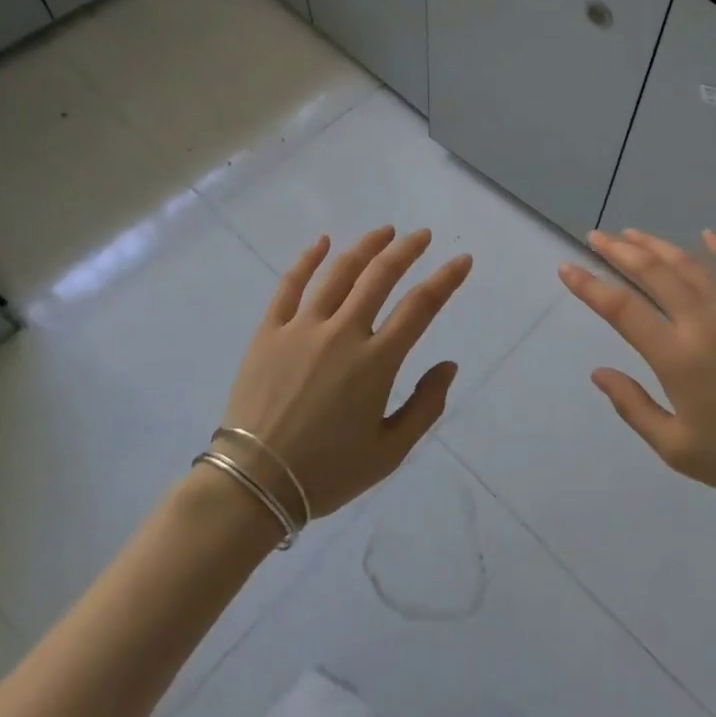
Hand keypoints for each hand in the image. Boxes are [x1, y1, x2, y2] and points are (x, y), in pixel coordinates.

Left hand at [217, 226, 471, 523]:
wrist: (253, 484)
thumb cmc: (327, 472)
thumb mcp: (389, 452)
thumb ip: (425, 406)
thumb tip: (449, 365)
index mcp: (376, 362)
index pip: (420, 307)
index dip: (445, 280)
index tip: (462, 260)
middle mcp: (342, 333)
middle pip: (380, 276)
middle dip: (406, 250)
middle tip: (422, 235)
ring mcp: (303, 328)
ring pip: (339, 273)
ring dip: (366, 247)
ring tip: (384, 231)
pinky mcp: (270, 331)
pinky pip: (290, 285)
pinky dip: (307, 259)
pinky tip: (322, 242)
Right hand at [559, 228, 715, 511]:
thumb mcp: (676, 449)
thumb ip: (633, 406)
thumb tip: (599, 372)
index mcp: (677, 357)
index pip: (622, 309)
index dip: (590, 286)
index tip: (567, 268)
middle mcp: (704, 324)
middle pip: (653, 273)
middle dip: (619, 251)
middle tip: (596, 236)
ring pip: (690, 266)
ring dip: (658, 246)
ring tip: (633, 233)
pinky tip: (708, 235)